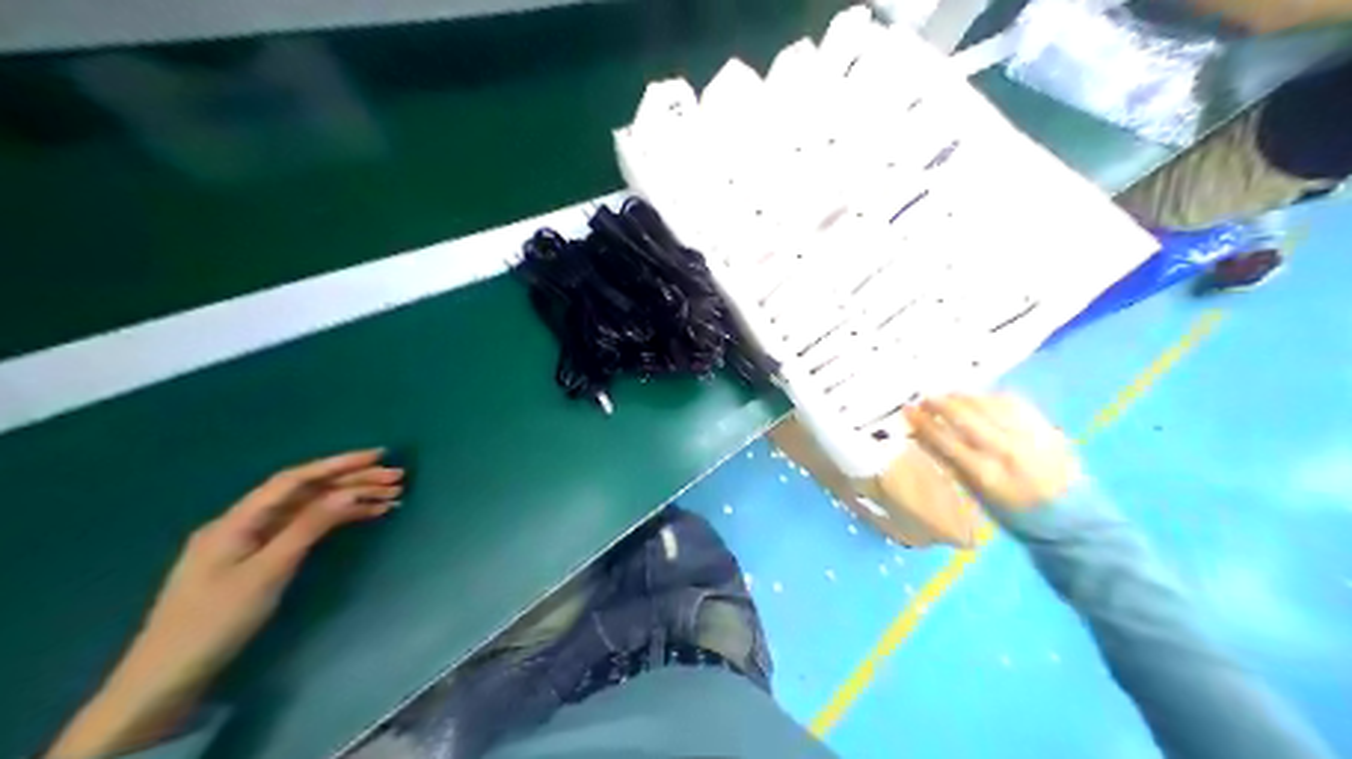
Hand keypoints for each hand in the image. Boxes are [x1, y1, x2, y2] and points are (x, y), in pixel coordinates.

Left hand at [47, 451, 404, 758]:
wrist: (166, 677)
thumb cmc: (215, 621)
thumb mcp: (267, 572)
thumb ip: (308, 528)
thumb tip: (348, 493)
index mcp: (238, 519)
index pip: (295, 479)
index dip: (338, 464)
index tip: (378, 456)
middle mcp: (244, 522)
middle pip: (304, 492)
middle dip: (352, 482)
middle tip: (397, 480)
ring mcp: (249, 542)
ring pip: (307, 511)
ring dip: (348, 502)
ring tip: (391, 499)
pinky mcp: (256, 561)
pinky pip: (301, 530)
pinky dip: (332, 522)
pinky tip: (361, 519)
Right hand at [902, 394, 1085, 512]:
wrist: (1072, 517)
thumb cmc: (1016, 513)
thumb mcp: (979, 495)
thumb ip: (954, 465)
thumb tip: (927, 438)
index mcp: (984, 473)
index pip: (944, 440)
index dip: (923, 423)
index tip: (908, 411)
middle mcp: (1003, 450)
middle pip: (964, 416)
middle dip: (940, 403)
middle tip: (925, 398)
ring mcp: (1025, 435)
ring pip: (986, 404)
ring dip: (963, 397)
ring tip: (949, 395)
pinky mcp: (1043, 426)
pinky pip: (1012, 402)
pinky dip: (991, 397)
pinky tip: (981, 398)